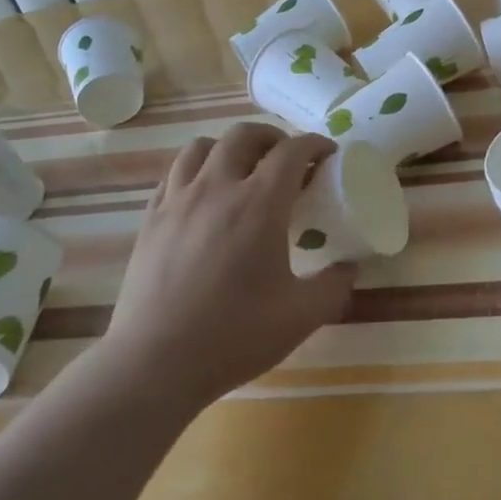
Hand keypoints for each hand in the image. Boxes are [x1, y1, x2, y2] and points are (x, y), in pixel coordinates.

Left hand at [102, 123, 355, 407]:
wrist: (154, 364)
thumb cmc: (234, 336)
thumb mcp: (301, 316)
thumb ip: (334, 286)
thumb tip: (350, 267)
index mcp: (259, 204)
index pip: (292, 151)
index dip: (314, 144)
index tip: (327, 154)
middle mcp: (217, 188)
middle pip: (244, 135)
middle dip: (272, 137)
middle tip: (287, 160)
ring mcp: (178, 200)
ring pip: (202, 146)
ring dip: (229, 148)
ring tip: (242, 170)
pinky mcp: (150, 219)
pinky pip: (174, 174)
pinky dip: (196, 171)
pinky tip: (204, 196)